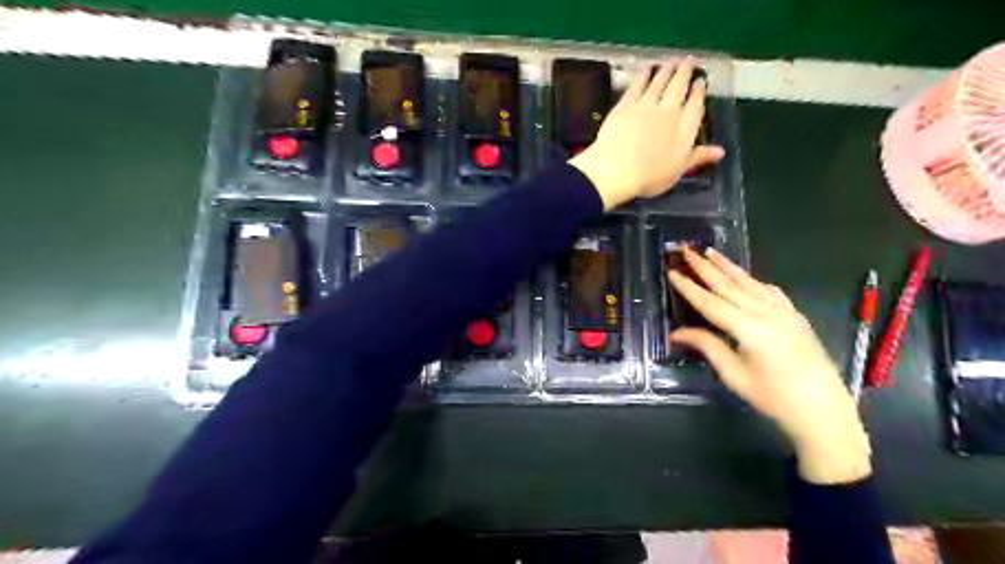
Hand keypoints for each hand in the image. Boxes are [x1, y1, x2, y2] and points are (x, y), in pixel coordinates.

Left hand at [573, 58, 722, 210]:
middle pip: (678, 86)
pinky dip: (643, 76)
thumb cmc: (649, 176)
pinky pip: (637, 85)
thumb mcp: (677, 171)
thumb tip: (721, 151)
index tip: (700, 81)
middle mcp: (668, 111)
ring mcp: (645, 105)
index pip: (696, 105)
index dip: (699, 91)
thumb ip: (698, 157)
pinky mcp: (625, 105)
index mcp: (684, 128)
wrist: (616, 170)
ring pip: (659, 82)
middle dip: (684, 73)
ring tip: (671, 61)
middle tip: (688, 61)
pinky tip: (645, 69)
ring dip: (666, 69)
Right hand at [670, 248, 877, 486]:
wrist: (823, 411)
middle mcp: (766, 313)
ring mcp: (784, 312)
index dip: (689, 287)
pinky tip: (746, 277)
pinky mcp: (795, 317)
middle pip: (729, 285)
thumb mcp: (734, 375)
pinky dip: (753, 281)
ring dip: (728, 267)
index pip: (710, 302)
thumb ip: (707, 346)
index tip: (672, 272)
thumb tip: (677, 333)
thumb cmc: (773, 397)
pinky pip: (770, 291)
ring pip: (750, 283)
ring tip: (711, 251)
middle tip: (687, 250)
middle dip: (705, 267)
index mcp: (748, 328)